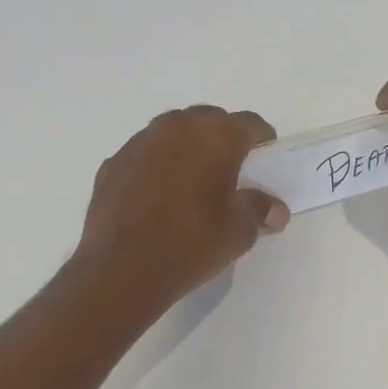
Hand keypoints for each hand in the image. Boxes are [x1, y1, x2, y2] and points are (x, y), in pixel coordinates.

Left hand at [75, 105, 287, 311]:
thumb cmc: (193, 242)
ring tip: (193, 180)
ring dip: (188, 148)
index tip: (265, 157)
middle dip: (223, 138)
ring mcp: (140, 142)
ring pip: (173, 132)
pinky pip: (146, 154)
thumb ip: (259, 210)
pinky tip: (160, 196)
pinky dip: (158, 165)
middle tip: (231, 169)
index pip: (250, 123)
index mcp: (216, 137)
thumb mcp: (240, 231)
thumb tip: (274, 209)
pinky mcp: (113, 163)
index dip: (262, 138)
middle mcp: (177, 128)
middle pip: (209, 120)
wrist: (123, 269)